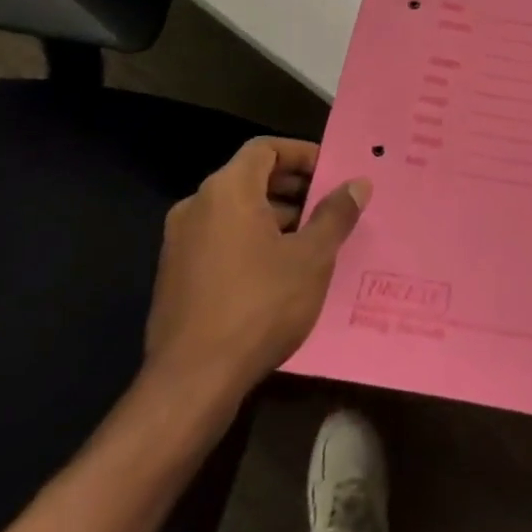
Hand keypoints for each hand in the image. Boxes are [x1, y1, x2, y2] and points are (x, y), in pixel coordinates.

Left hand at [142, 138, 369, 412]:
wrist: (192, 382)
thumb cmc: (260, 306)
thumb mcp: (312, 257)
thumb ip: (335, 214)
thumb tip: (358, 184)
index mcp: (227, 191)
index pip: (265, 149)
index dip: (301, 154)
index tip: (331, 172)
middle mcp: (196, 206)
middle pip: (249, 178)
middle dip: (292, 187)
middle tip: (328, 205)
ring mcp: (179, 243)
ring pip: (234, 211)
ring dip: (273, 216)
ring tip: (310, 240)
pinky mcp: (174, 276)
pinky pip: (219, 239)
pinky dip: (250, 240)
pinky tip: (278, 271)